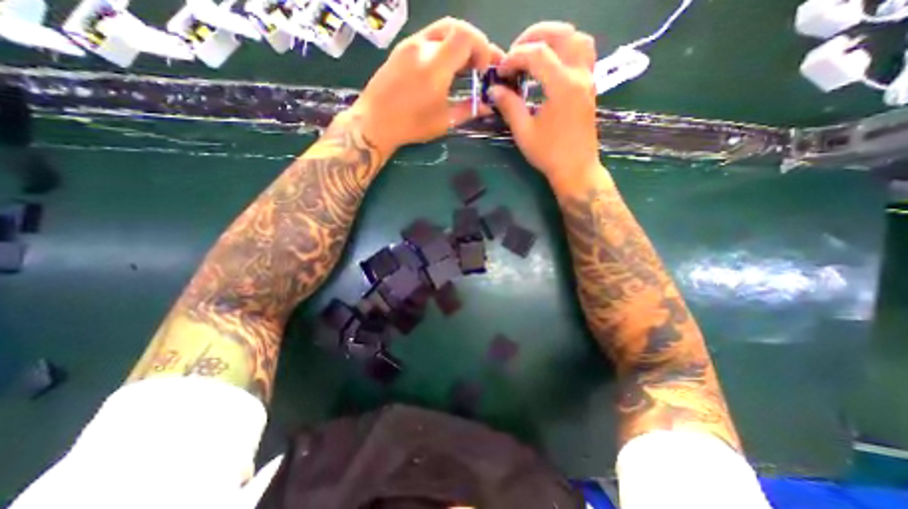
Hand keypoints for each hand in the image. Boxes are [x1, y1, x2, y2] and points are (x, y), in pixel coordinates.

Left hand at [348, 16, 502, 157]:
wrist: (375, 122)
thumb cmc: (411, 125)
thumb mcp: (444, 122)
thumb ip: (468, 110)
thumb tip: (487, 106)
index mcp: (436, 64)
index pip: (467, 36)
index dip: (482, 48)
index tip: (483, 69)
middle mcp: (423, 46)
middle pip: (456, 26)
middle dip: (473, 43)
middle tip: (477, 65)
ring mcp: (409, 44)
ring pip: (441, 30)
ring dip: (457, 44)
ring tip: (463, 66)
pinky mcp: (401, 49)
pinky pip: (428, 38)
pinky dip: (443, 47)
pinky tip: (444, 67)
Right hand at [493, 22, 600, 190]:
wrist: (576, 169)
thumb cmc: (549, 154)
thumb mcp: (524, 132)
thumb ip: (509, 106)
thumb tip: (494, 89)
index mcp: (562, 86)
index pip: (537, 54)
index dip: (515, 57)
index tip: (501, 71)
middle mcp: (579, 75)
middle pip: (562, 34)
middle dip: (534, 37)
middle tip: (515, 53)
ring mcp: (588, 79)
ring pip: (577, 39)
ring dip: (554, 38)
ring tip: (533, 52)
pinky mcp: (590, 86)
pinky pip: (584, 53)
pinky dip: (566, 48)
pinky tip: (551, 63)